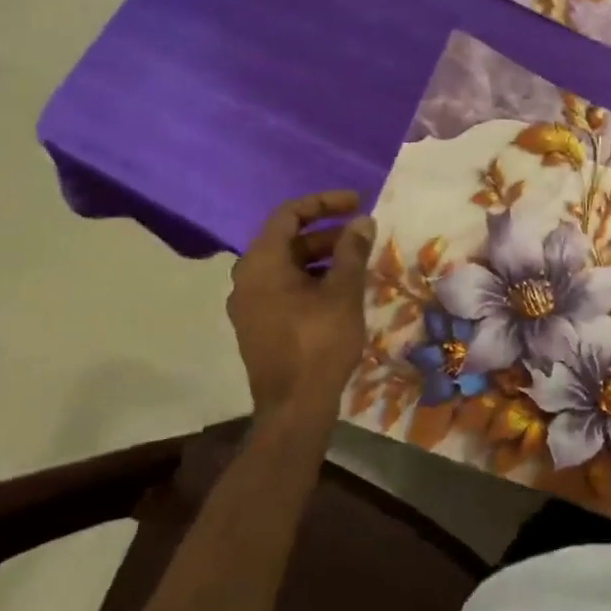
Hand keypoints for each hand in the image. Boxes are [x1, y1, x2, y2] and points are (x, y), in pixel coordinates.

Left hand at [227, 190, 374, 420]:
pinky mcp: (259, 325)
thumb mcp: (343, 292)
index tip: (357, 203)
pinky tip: (341, 291)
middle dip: (327, 232)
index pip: (289, 214)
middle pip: (288, 239)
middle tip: (363, 236)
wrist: (294, 408)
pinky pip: (284, 287)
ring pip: (288, 265)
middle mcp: (247, 278)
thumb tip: (362, 221)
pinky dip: (312, 279)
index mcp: (262, 263)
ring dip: (322, 257)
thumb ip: (352, 251)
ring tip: (358, 263)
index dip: (324, 202)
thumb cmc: (318, 343)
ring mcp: (250, 304)